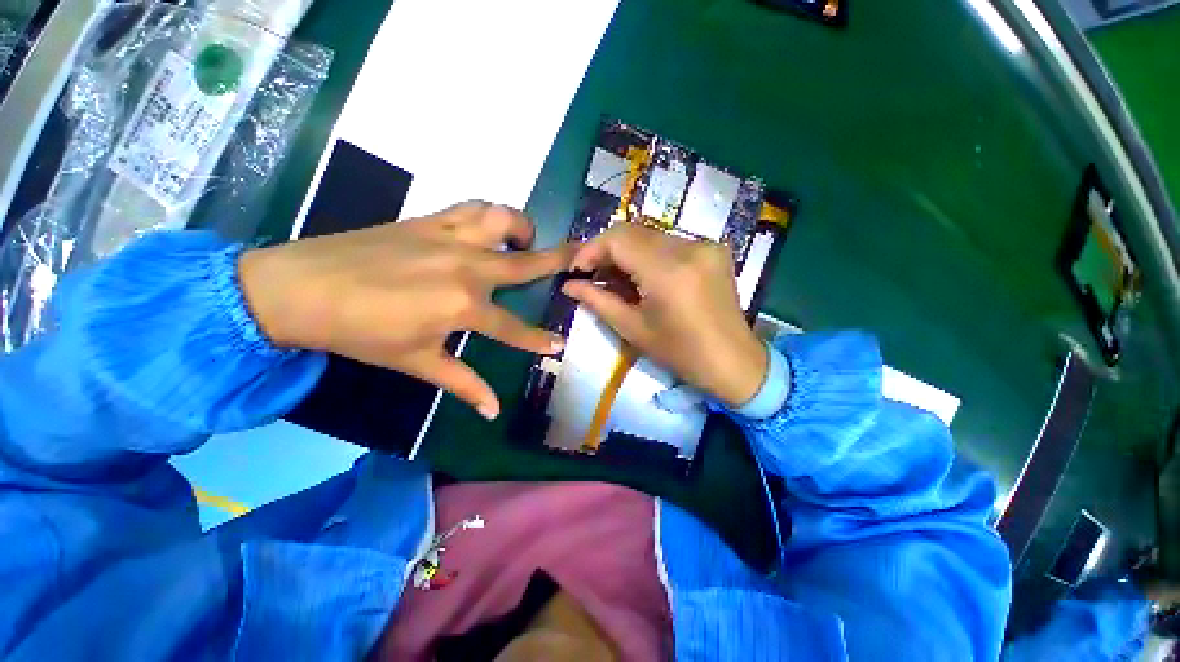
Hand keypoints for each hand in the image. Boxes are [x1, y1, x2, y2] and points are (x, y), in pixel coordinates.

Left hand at [238, 202, 571, 418]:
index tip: (558, 344)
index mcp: (465, 307)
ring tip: (523, 242)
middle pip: (526, 263)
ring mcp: (450, 238)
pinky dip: (489, 214)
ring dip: (522, 228)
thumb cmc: (361, 333)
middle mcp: (468, 268)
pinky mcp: (429, 219)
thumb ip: (463, 384)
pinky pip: (472, 206)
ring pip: (503, 219)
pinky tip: (489, 227)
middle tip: (583, 256)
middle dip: (560, 260)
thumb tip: (494, 411)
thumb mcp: (417, 363)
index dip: (539, 339)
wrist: (298, 289)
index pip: (515, 328)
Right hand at [561, 223, 766, 407]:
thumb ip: (598, 301)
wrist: (733, 361)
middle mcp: (689, 247)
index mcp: (668, 271)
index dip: (591, 249)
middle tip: (592, 273)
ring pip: (650, 235)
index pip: (618, 239)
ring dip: (627, 251)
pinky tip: (643, 274)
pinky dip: (648, 253)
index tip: (577, 269)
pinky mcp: (713, 249)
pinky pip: (669, 242)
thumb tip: (569, 285)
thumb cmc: (680, 353)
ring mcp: (705, 245)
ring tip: (615, 277)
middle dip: (606, 249)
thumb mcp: (633, 329)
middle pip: (633, 231)